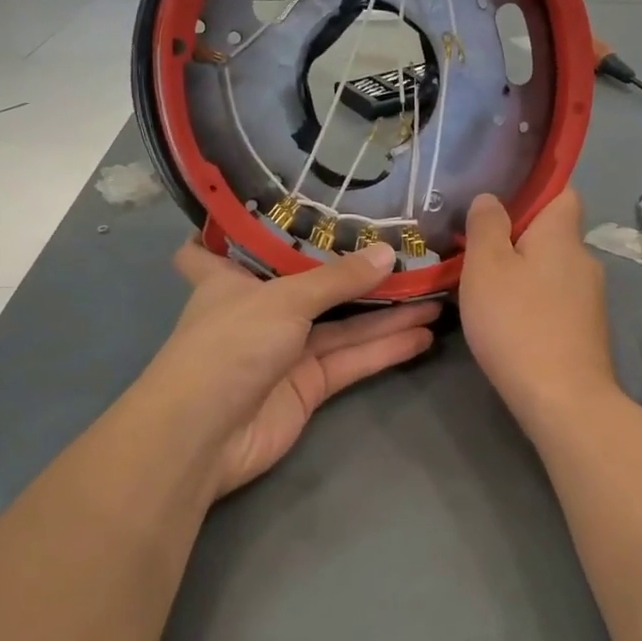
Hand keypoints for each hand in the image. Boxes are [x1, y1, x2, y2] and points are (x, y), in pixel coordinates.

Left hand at [143, 239, 438, 500]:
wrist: (207, 435)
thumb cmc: (231, 344)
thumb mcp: (285, 299)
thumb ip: (339, 279)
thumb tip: (389, 253)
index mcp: (232, 279)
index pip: (227, 244)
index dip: (246, 228)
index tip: (281, 205)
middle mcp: (260, 310)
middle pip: (311, 284)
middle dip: (353, 271)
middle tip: (405, 250)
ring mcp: (286, 350)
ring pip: (342, 324)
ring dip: (385, 313)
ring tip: (434, 294)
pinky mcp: (308, 386)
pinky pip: (351, 359)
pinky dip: (384, 348)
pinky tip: (423, 334)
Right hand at [459, 189, 617, 429]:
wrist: (562, 398)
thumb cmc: (517, 322)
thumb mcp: (486, 266)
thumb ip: (486, 225)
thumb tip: (491, 198)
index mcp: (563, 234)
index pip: (563, 192)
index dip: (534, 192)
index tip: (499, 209)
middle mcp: (584, 259)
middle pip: (552, 235)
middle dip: (519, 240)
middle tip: (477, 255)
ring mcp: (590, 298)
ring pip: (551, 271)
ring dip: (524, 275)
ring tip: (486, 293)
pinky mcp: (586, 330)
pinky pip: (555, 301)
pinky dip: (533, 304)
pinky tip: (509, 324)